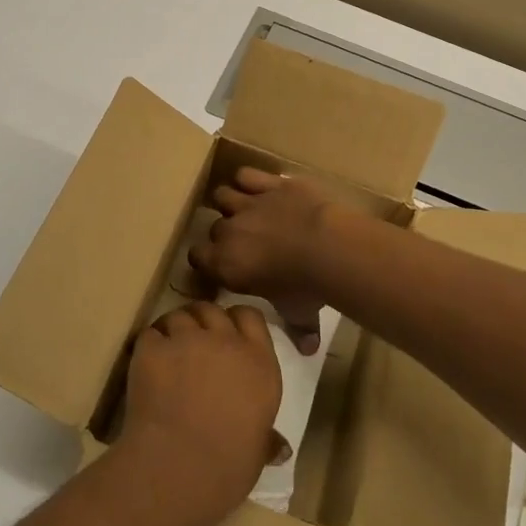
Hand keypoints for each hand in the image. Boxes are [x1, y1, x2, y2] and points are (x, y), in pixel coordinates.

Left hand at [115, 302, 281, 525]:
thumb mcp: (257, 452)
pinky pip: (150, 334)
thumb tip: (281, 448)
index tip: (228, 335)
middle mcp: (226, 341)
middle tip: (194, 342)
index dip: (236, 321)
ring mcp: (188, 340)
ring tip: (168, 352)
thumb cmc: (228, 467)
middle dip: (203, 320)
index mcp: (259, 363)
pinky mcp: (154, 348)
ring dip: (175, 329)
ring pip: (180, 315)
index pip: (250, 316)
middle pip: (212, 310)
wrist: (178, 470)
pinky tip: (147, 365)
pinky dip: (149, 345)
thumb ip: (266, 438)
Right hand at [189, 167, 344, 353]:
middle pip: (214, 228)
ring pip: (223, 195)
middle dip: (224, 234)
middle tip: (243, 242)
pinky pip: (247, 174)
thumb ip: (299, 329)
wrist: (328, 247)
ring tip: (244, 209)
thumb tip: (308, 350)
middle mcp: (230, 232)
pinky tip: (258, 186)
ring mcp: (249, 203)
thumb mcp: (300, 313)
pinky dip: (250, 179)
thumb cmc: (306, 287)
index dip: (207, 261)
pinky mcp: (270, 183)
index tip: (220, 267)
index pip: (198, 258)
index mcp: (226, 265)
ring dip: (231, 202)